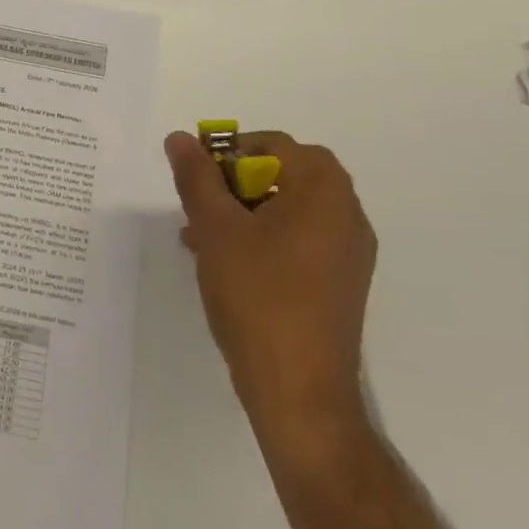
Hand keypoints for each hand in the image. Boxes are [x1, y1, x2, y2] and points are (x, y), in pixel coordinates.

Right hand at [164, 130, 376, 449]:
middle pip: (285, 174)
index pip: (276, 145)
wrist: (298, 390)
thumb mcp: (215, 228)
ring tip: (200, 235)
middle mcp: (346, 215)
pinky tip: (224, 262)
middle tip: (200, 204)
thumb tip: (180, 138)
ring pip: (288, 209)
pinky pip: (297, 240)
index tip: (199, 176)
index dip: (231, 151)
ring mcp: (348, 253)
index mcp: (324, 193)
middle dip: (235, 182)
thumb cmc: (257, 295)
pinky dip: (262, 237)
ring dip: (244, 210)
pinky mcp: (340, 283)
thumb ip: (196, 177)